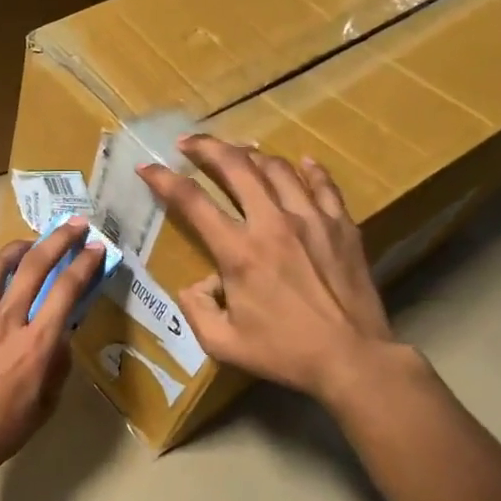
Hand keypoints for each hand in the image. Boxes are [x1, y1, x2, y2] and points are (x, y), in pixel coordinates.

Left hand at [0, 219, 105, 477]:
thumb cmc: (1, 430)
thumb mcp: (45, 405)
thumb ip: (57, 365)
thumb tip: (61, 336)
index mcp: (37, 342)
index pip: (67, 290)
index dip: (85, 264)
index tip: (96, 248)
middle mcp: (7, 319)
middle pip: (35, 264)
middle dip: (58, 239)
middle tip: (73, 225)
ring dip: (16, 248)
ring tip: (28, 246)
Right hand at [139, 135, 399, 403]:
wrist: (352, 358)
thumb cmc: (284, 353)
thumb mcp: (222, 343)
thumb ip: (196, 309)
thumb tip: (196, 284)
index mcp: (239, 253)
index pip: (193, 202)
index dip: (164, 180)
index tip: (148, 167)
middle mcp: (273, 224)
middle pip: (237, 167)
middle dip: (208, 148)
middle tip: (189, 143)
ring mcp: (312, 220)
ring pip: (278, 169)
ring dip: (252, 155)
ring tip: (239, 152)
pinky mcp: (342, 226)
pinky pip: (323, 184)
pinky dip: (308, 169)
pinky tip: (301, 162)